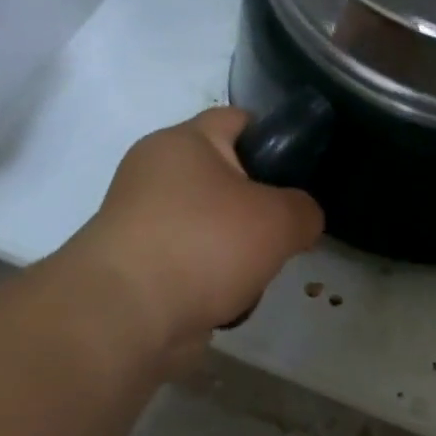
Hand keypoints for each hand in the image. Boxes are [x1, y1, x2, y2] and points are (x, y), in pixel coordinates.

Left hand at [60, 107, 323, 353]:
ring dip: (240, 250)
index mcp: (183, 142)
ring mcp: (143, 221)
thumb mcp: (280, 219)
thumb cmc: (206, 244)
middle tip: (288, 230)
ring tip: (260, 272)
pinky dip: (216, 279)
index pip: (238, 119)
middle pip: (227, 179)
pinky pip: (194, 262)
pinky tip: (231, 299)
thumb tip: (301, 219)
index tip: (304, 173)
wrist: (129, 315)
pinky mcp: (140, 266)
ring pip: (213, 226)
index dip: (276, 138)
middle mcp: (155, 174)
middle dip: (261, 207)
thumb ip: (305, 210)